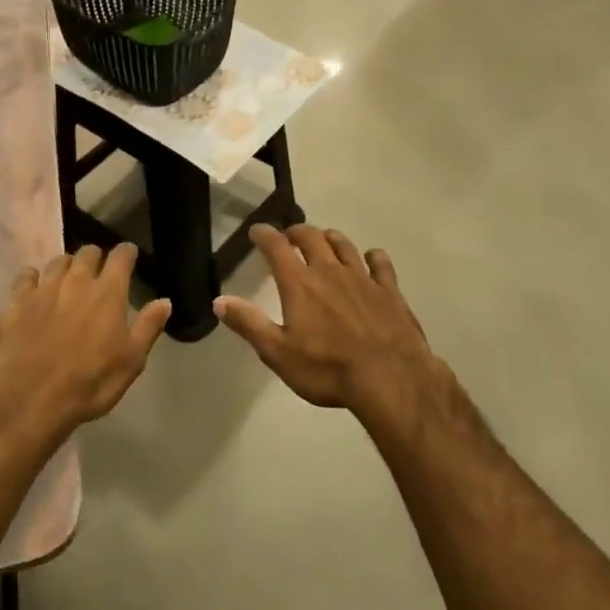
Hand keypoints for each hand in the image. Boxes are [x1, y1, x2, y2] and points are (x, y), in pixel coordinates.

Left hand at [0, 243, 170, 436]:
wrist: (31, 401)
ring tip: (68, 279)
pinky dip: (33, 278)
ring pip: (57, 261)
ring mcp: (43, 289)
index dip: (127, 253)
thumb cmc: (90, 383)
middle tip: (99, 271)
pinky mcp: (16, 302)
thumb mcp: (131, 361)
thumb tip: (165, 301)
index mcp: (108, 292)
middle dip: (96, 257)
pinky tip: (34, 289)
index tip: (130, 256)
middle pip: (87, 252)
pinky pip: (26, 277)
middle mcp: (76, 281)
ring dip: (67, 266)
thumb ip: (148, 327)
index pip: (121, 256)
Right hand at [215, 226, 437, 414]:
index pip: (277, 247)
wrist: (391, 378)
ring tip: (324, 239)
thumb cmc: (328, 369)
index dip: (264, 235)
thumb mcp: (278, 353)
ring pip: (344, 245)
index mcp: (300, 284)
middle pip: (312, 237)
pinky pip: (380, 263)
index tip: (257, 230)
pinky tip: (371, 258)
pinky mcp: (390, 291)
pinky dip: (372, 256)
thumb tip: (219, 301)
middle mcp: (330, 271)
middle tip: (289, 236)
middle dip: (297, 232)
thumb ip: (249, 324)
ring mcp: (363, 278)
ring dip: (330, 238)